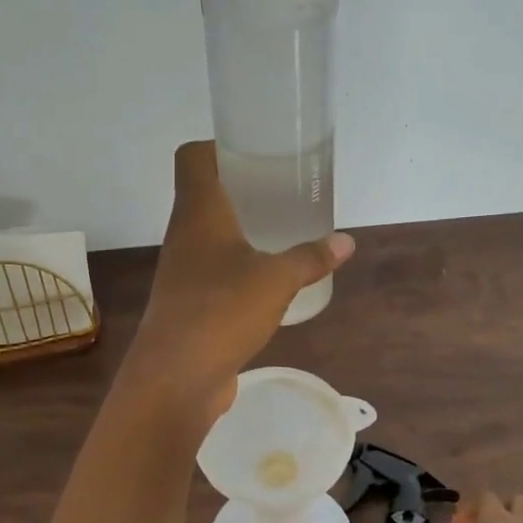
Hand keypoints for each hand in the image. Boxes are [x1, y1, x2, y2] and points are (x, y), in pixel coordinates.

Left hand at [123, 142, 353, 416]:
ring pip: (209, 234)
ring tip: (280, 230)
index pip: (192, 158)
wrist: (176, 377)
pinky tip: (266, 279)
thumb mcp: (277, 280)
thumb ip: (310, 258)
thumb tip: (345, 241)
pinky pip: (213, 270)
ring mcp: (182, 271)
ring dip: (239, 229)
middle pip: (204, 193)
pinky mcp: (187, 303)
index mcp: (198, 212)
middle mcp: (183, 234)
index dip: (217, 146)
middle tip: (281, 189)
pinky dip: (237, 265)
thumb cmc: (222, 310)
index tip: (254, 151)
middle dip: (240, 187)